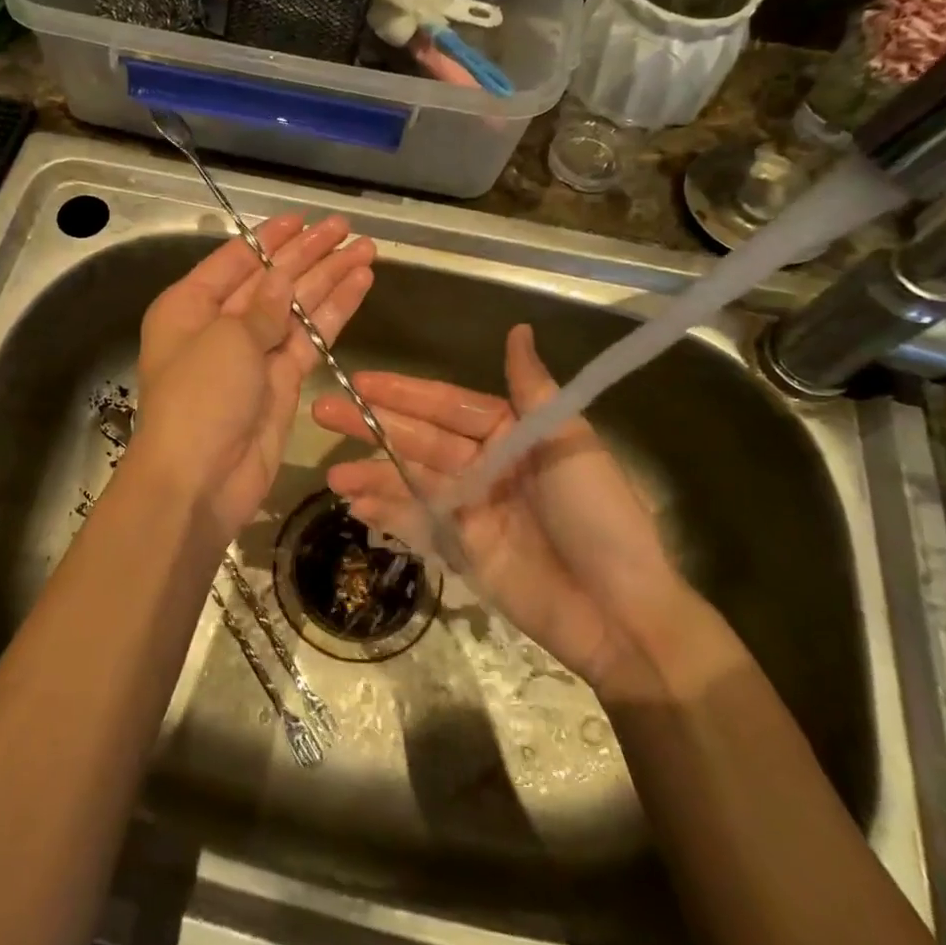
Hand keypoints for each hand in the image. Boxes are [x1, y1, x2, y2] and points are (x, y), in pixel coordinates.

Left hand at [129, 213, 374, 544]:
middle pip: (271, 280)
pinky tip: (360, 285)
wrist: (200, 480)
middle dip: (309, 254)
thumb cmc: (199, 397)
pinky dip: (335, 313)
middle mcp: (221, 325)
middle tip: (346, 229)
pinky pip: (310, 338)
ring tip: (366, 250)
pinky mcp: (282, 381)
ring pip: (297, 307)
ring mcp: (254, 354)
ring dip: (330, 279)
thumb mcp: (227, 339)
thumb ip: (262, 305)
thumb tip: (283, 277)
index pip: (236, 261)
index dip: (271, 239)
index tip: (304, 219)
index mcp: (190, 306)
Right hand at [311, 324, 688, 693]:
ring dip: (372, 474)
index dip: (405, 393)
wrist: (622, 615)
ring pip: (410, 480)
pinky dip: (386, 513)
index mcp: (512, 434)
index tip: (361, 381)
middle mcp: (485, 464)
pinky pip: (417, 523)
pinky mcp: (462, 549)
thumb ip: (533, 390)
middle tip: (323, 412)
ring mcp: (470, 508)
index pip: (448, 405)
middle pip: (420, 440)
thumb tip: (518, 329)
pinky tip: (355, 504)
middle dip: (372, 426)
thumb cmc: (599, 518)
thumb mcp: (571, 445)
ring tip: (334, 473)